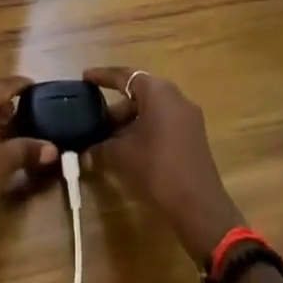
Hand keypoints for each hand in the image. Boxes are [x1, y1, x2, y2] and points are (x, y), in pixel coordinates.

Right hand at [85, 66, 243, 262]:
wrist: (198, 206)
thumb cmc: (156, 169)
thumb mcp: (121, 156)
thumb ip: (99, 148)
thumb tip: (84, 153)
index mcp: (158, 92)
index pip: (125, 76)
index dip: (103, 76)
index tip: (85, 77)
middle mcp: (175, 97)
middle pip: (139, 94)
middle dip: (115, 108)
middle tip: (94, 122)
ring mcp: (188, 117)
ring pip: (151, 111)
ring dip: (129, 123)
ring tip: (107, 141)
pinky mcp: (193, 137)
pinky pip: (163, 124)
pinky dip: (144, 131)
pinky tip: (129, 151)